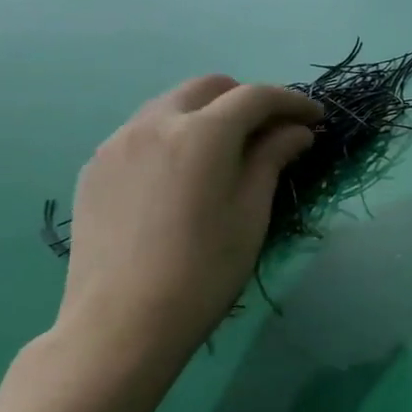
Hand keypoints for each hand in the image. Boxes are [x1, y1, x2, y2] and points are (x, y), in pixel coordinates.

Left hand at [41, 76, 321, 409]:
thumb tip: (296, 131)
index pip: (256, 96)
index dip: (293, 101)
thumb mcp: (252, 211)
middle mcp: (154, 123)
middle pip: (209, 87)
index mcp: (201, 133)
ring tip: (230, 151)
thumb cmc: (205, 268)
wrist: (122, 324)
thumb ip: (272, 158)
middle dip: (247, 99)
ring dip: (209, 114)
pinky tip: (186, 173)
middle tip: (273, 131)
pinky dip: (176, 135)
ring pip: (172, 105)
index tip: (316, 118)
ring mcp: (117, 144)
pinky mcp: (95, 168)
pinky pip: (143, 132)